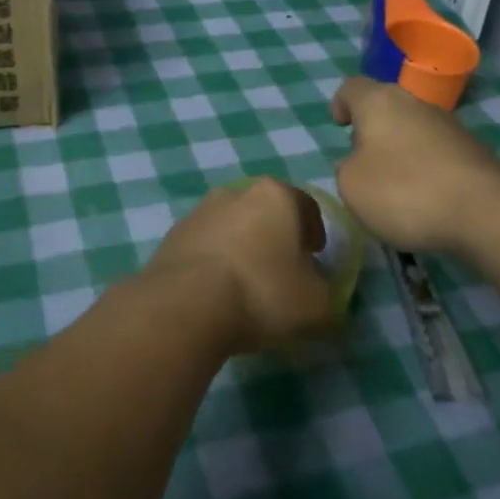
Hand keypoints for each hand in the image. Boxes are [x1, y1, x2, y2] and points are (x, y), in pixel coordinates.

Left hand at [143, 178, 336, 353]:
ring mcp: (199, 211)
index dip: (314, 232)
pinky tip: (215, 292)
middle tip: (282, 270)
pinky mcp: (172, 235)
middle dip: (275, 236)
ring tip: (245, 284)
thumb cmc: (262, 293)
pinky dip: (213, 262)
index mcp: (275, 196)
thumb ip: (327, 292)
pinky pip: (204, 246)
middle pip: (264, 212)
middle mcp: (236, 192)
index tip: (315, 257)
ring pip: (231, 226)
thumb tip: (317, 289)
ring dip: (241, 247)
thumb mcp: (317, 304)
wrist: (185, 305)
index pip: (305, 206)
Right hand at [329, 77, 499, 255]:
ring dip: (400, 150)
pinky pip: (436, 153)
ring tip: (394, 187)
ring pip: (413, 130)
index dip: (340, 103)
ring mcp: (449, 126)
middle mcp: (415, 103)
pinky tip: (424, 199)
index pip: (352, 87)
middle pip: (386, 107)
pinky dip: (425, 169)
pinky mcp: (473, 151)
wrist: (486, 213)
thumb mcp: (351, 185)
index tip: (339, 126)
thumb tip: (361, 163)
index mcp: (379, 102)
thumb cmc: (404, 191)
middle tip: (362, 160)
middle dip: (372, 130)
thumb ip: (347, 168)